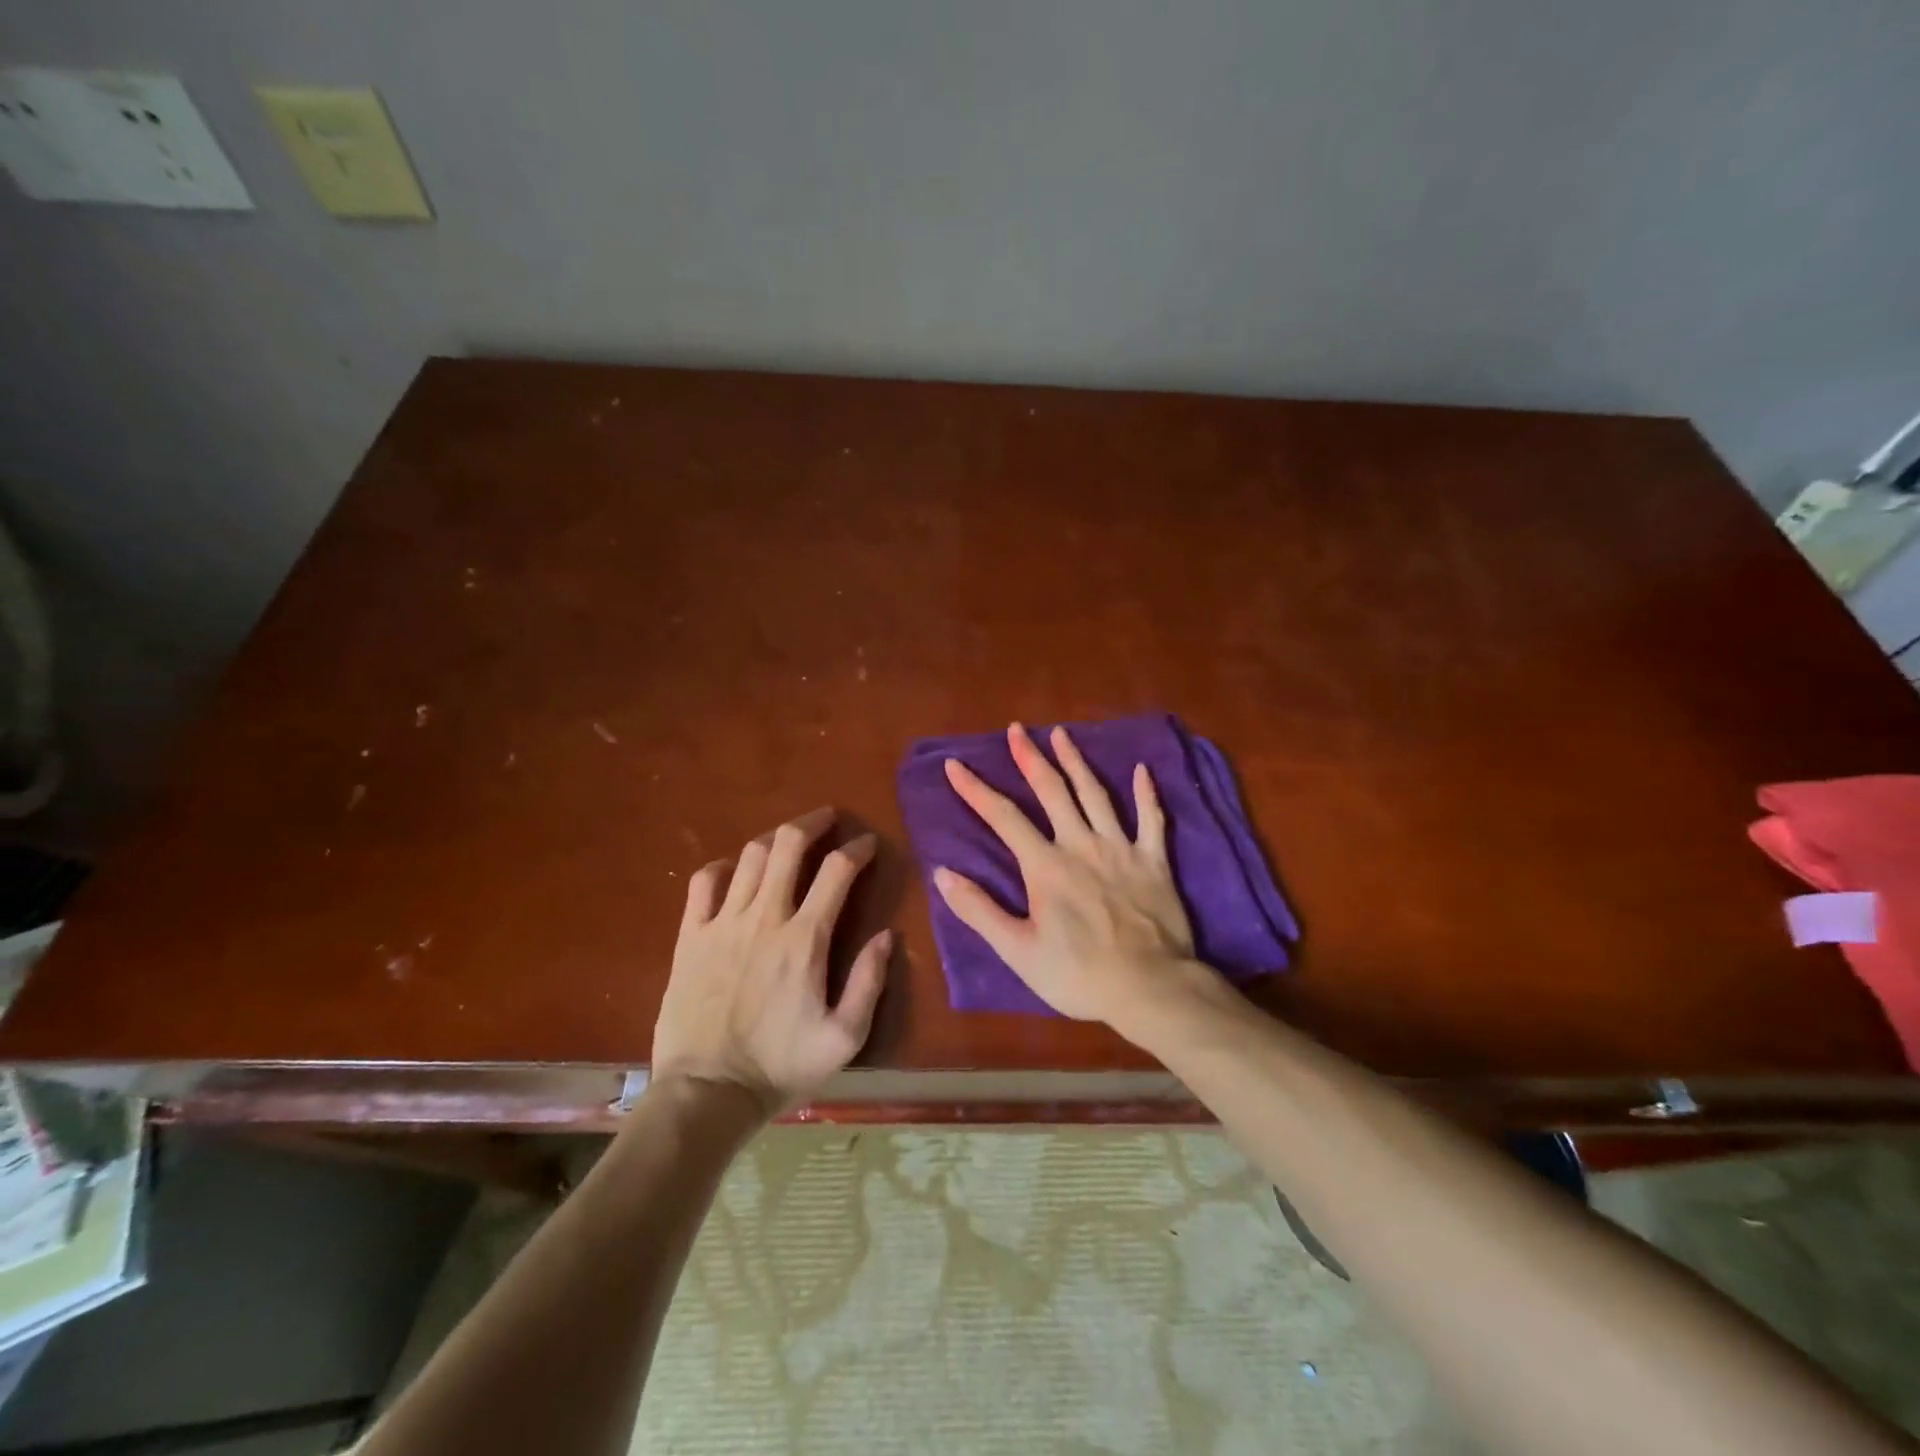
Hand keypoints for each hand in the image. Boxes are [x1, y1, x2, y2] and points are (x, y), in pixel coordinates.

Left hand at [652, 808, 890, 1114]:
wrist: (706, 1093)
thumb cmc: (780, 1067)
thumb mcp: (844, 1038)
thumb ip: (869, 982)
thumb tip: (887, 936)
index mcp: (805, 939)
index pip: (837, 871)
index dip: (857, 849)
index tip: (868, 844)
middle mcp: (765, 918)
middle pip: (788, 845)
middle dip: (813, 822)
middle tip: (828, 818)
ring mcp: (722, 923)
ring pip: (750, 856)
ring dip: (775, 839)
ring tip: (789, 840)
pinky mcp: (691, 937)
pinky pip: (704, 882)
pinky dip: (724, 867)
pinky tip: (735, 871)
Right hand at [934, 723, 1197, 1023]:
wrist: (1150, 988)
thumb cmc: (1079, 975)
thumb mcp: (1018, 951)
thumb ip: (979, 910)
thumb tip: (942, 874)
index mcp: (1046, 866)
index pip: (1003, 818)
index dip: (976, 790)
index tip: (955, 765)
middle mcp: (1081, 845)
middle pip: (1052, 791)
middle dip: (1030, 758)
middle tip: (1016, 729)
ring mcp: (1121, 849)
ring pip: (1096, 794)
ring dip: (1076, 761)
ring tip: (1061, 734)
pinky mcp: (1154, 861)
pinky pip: (1151, 820)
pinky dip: (1146, 793)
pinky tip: (1142, 770)